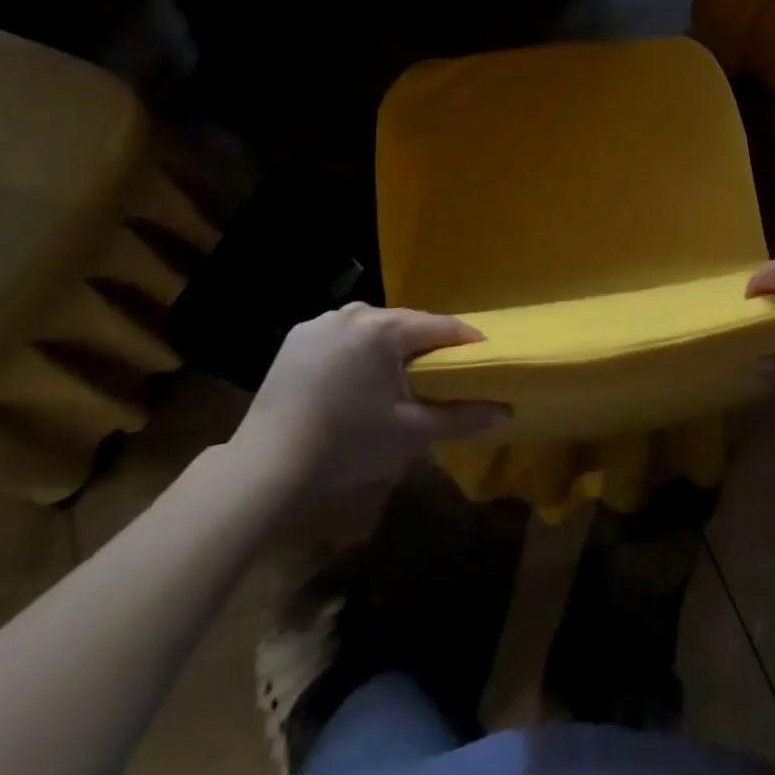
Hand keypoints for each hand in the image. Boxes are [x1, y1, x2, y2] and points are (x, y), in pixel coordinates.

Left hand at [228, 303, 508, 503]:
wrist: (267, 464)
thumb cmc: (348, 444)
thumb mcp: (411, 433)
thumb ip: (462, 418)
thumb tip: (507, 412)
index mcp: (387, 328)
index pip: (443, 326)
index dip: (467, 344)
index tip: (483, 361)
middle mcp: (357, 311)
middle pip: (407, 324)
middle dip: (426, 347)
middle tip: (440, 376)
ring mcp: (323, 320)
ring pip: (374, 328)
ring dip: (390, 347)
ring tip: (395, 380)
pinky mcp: (298, 336)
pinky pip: (342, 335)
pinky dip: (355, 351)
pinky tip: (352, 380)